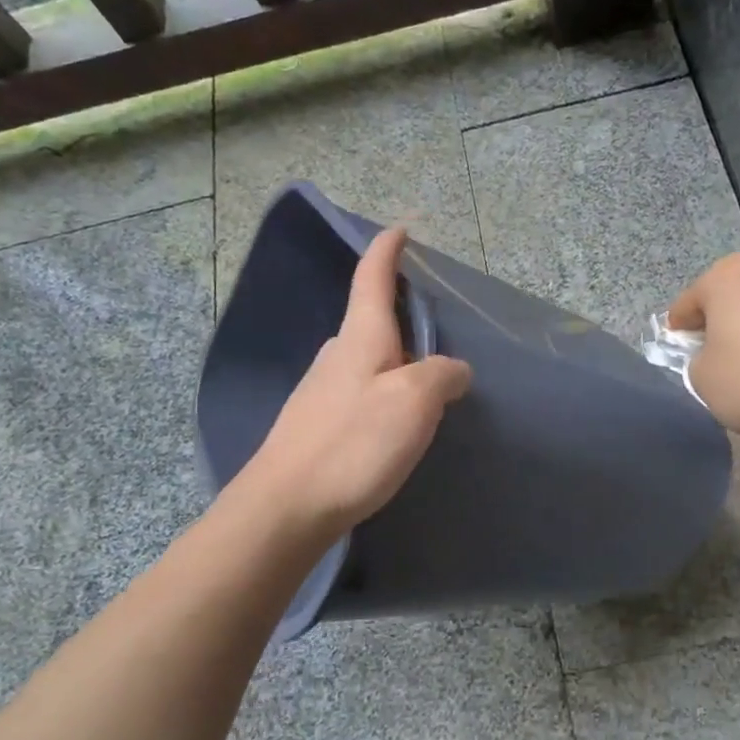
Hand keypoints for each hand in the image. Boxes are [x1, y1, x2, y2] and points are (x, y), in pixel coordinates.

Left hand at [235, 227, 471, 541]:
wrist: (285, 509)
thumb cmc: (353, 445)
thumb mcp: (413, 402)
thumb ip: (442, 375)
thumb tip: (454, 370)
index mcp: (360, 339)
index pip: (372, 279)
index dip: (386, 252)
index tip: (398, 230)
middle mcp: (336, 357)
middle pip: (370, 322)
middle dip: (399, 317)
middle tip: (436, 333)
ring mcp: (320, 392)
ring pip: (366, 362)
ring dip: (394, 362)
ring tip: (425, 386)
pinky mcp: (316, 426)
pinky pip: (359, 393)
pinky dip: (382, 393)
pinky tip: (393, 424)